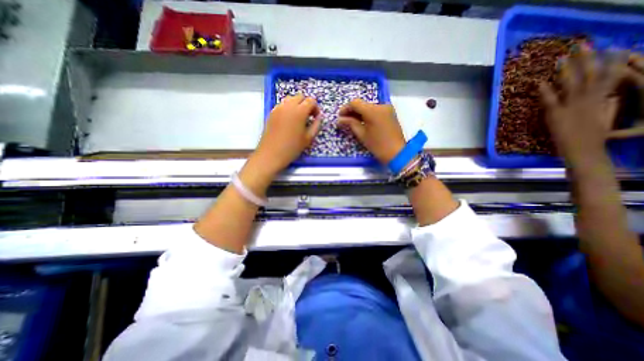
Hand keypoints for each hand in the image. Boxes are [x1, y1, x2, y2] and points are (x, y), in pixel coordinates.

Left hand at [251, 93, 321, 175]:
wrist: (271, 154)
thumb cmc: (292, 147)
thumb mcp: (308, 138)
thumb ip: (316, 125)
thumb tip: (318, 117)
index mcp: (299, 111)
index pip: (311, 100)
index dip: (315, 108)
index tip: (315, 118)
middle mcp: (288, 106)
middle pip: (300, 96)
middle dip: (306, 104)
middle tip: (308, 117)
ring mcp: (278, 108)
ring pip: (290, 99)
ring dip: (296, 105)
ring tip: (298, 118)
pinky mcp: (271, 112)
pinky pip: (282, 105)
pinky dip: (288, 108)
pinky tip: (288, 121)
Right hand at [339, 98, 404, 164]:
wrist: (397, 153)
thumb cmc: (377, 145)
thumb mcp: (362, 134)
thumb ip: (350, 123)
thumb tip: (340, 119)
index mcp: (372, 110)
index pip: (355, 103)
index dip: (345, 109)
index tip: (340, 117)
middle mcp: (380, 105)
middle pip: (362, 104)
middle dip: (352, 111)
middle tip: (344, 121)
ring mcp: (387, 108)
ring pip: (369, 107)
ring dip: (360, 113)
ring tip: (353, 123)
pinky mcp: (390, 113)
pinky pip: (375, 110)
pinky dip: (368, 115)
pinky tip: (363, 122)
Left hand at [537, 46, 626, 161]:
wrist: (584, 150)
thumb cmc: (595, 137)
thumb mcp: (607, 118)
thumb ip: (609, 105)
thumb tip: (612, 96)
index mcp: (604, 99)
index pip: (610, 75)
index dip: (610, 60)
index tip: (612, 47)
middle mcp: (590, 98)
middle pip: (590, 74)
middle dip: (587, 58)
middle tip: (582, 45)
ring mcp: (572, 105)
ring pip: (571, 83)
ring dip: (566, 70)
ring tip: (561, 58)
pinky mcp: (556, 114)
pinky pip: (549, 99)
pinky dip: (544, 91)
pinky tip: (539, 82)